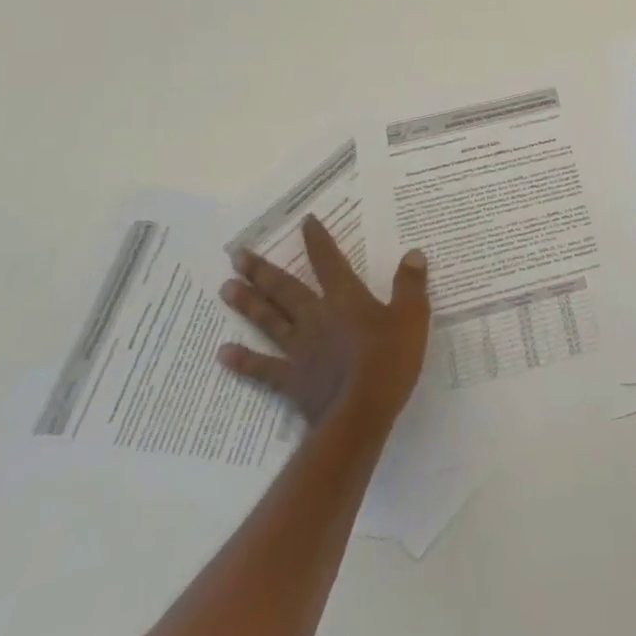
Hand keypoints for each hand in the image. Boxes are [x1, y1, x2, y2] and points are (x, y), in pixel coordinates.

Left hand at [216, 218, 430, 425]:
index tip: (304, 221)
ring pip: (269, 321)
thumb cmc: (389, 361)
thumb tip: (413, 254)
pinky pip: (263, 368)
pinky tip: (222, 353)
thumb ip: (410, 285)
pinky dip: (242, 361)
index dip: (317, 240)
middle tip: (237, 254)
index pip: (329, 262)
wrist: (361, 414)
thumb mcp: (412, 317)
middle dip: (263, 270)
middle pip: (285, 289)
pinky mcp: (292, 381)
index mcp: (346, 299)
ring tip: (225, 288)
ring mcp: (299, 350)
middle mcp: (316, 318)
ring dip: (247, 303)